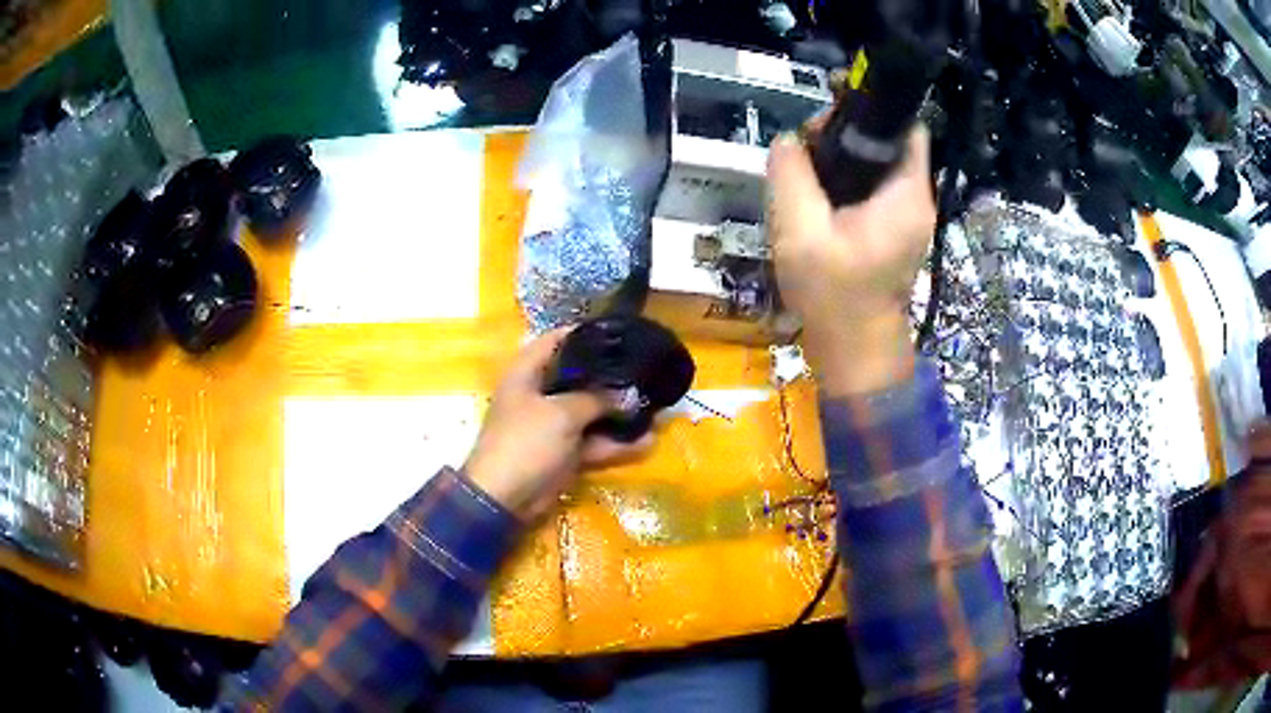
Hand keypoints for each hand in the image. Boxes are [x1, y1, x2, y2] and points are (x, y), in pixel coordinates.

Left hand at [464, 328, 651, 520]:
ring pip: (591, 414)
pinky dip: (617, 444)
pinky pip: (594, 443)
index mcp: (527, 374)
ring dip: (619, 414)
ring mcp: (552, 427)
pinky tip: (648, 441)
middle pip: (578, 377)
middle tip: (645, 369)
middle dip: (610, 376)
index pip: (555, 340)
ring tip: (656, 406)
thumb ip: (597, 400)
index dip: (583, 333)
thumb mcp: (562, 414)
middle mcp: (539, 396)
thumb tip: (630, 394)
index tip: (617, 332)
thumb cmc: (525, 443)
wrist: (505, 499)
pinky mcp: (564, 454)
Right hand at [766, 126, 935, 393]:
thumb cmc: (834, 295)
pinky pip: (873, 187)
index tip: (829, 109)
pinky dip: (847, 180)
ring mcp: (907, 217)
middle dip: (848, 132)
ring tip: (805, 166)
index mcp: (906, 194)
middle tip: (806, 144)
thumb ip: (791, 175)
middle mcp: (916, 200)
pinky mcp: (894, 230)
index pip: (908, 127)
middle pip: (889, 142)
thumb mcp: (800, 231)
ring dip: (843, 157)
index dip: (872, 108)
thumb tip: (789, 141)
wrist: (855, 351)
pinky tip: (816, 191)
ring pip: (879, 164)